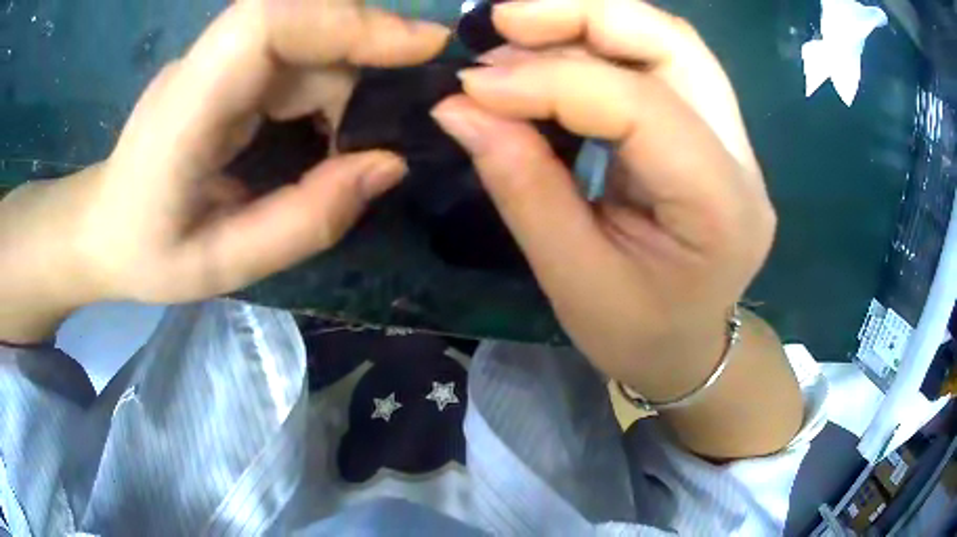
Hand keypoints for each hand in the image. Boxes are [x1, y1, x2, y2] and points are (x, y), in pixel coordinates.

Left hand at [0, 0, 448, 342]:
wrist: (102, 227)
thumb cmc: (147, 253)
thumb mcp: (223, 265)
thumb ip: (305, 221)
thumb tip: (390, 165)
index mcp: (186, 110)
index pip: (269, 22)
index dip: (348, 20)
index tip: (421, 45)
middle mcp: (203, 66)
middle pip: (303, 21)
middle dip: (368, 55)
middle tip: (404, 111)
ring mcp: (215, 60)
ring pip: (307, 38)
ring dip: (351, 79)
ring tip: (359, 142)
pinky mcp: (227, 67)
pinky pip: (296, 56)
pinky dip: (331, 86)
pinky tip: (331, 131)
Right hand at [432, 0, 776, 399]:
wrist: (686, 348)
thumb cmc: (636, 334)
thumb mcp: (571, 279)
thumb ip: (521, 185)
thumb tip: (459, 106)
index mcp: (721, 209)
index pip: (642, 107)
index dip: (550, 81)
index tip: (472, 82)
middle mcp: (741, 157)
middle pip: (673, 44)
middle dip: (583, 16)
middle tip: (503, 21)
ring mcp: (732, 137)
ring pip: (668, 42)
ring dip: (590, 22)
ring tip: (518, 31)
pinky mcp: (710, 128)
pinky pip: (658, 63)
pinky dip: (599, 45)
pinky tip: (551, 53)